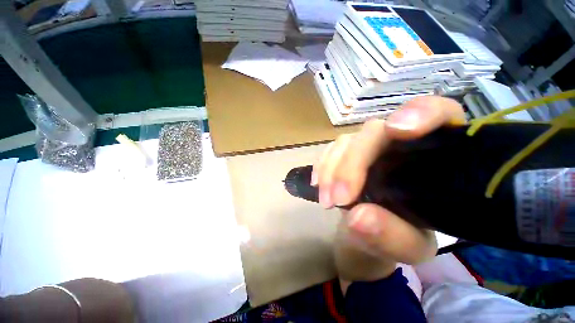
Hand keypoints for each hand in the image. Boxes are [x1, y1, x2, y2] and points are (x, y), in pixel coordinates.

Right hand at [313, 96, 465, 268]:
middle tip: (339, 199)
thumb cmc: (399, 238)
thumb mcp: (407, 248)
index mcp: (435, 159)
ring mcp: (368, 148)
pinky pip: (330, 151)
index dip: (421, 113)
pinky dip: (322, 166)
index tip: (397, 130)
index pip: (440, 115)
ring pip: (347, 142)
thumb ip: (391, 237)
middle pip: (374, 132)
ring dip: (332, 170)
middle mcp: (399, 145)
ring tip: (327, 201)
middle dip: (352, 164)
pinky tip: (318, 185)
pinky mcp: (346, 154)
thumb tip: (358, 217)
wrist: (368, 231)